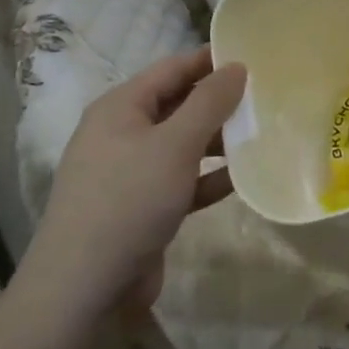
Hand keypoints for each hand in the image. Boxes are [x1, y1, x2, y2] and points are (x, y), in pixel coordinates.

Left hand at [29, 48, 244, 317]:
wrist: (82, 290)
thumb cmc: (129, 200)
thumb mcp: (175, 145)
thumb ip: (209, 102)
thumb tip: (236, 66)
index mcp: (121, 107)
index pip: (173, 68)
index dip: (211, 61)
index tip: (254, 58)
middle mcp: (122, 133)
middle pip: (178, 104)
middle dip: (219, 102)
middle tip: (265, 98)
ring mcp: (130, 172)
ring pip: (182, 144)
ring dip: (218, 140)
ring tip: (262, 135)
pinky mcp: (141, 208)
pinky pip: (182, 180)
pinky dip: (208, 177)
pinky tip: (242, 178)